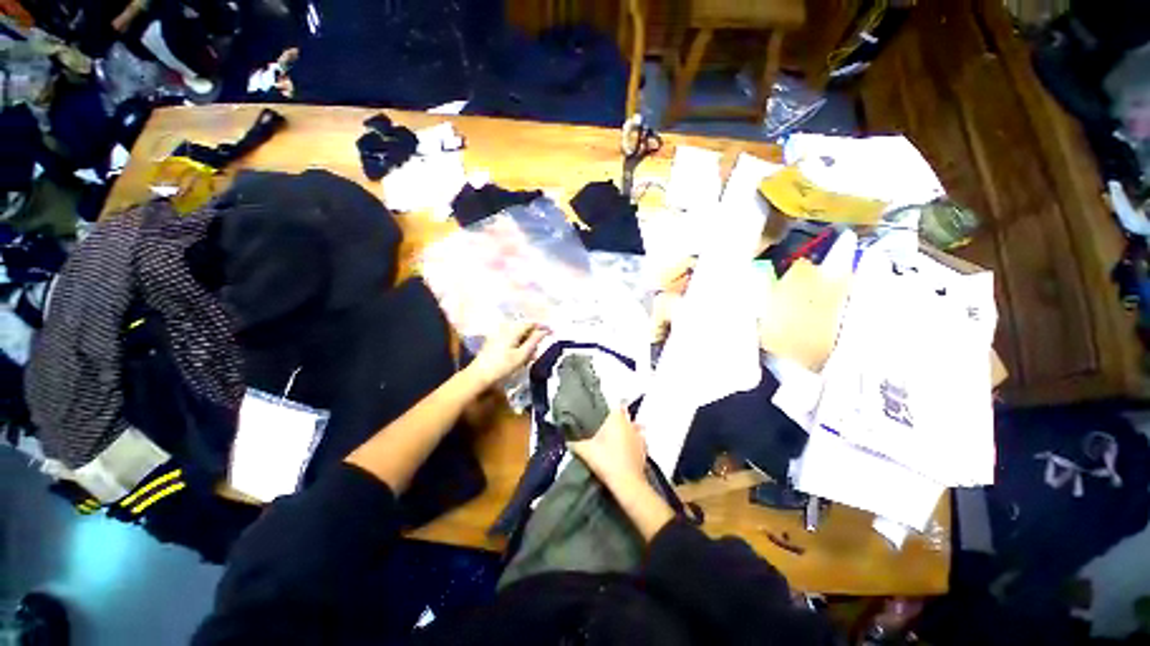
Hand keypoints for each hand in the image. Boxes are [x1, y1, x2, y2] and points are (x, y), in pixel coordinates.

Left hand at [466, 321, 547, 388]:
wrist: (478, 376)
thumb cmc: (502, 366)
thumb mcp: (522, 355)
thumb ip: (534, 341)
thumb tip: (544, 331)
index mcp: (512, 330)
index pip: (531, 323)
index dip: (543, 326)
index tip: (553, 332)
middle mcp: (505, 328)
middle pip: (524, 328)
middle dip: (534, 336)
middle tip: (542, 347)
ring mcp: (498, 335)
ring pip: (518, 334)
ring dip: (527, 342)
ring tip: (532, 355)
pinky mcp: (494, 342)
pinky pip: (511, 339)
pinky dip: (519, 345)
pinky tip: (521, 356)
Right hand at [569, 408, 646, 488]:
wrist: (626, 482)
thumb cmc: (605, 460)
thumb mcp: (585, 451)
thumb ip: (575, 444)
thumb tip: (566, 440)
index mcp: (616, 418)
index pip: (618, 405)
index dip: (614, 407)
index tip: (607, 412)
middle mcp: (630, 424)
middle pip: (627, 416)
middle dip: (621, 419)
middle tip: (609, 426)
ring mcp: (639, 436)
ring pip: (636, 427)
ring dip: (631, 430)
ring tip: (620, 437)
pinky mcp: (645, 450)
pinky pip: (641, 441)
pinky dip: (636, 443)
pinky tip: (630, 449)